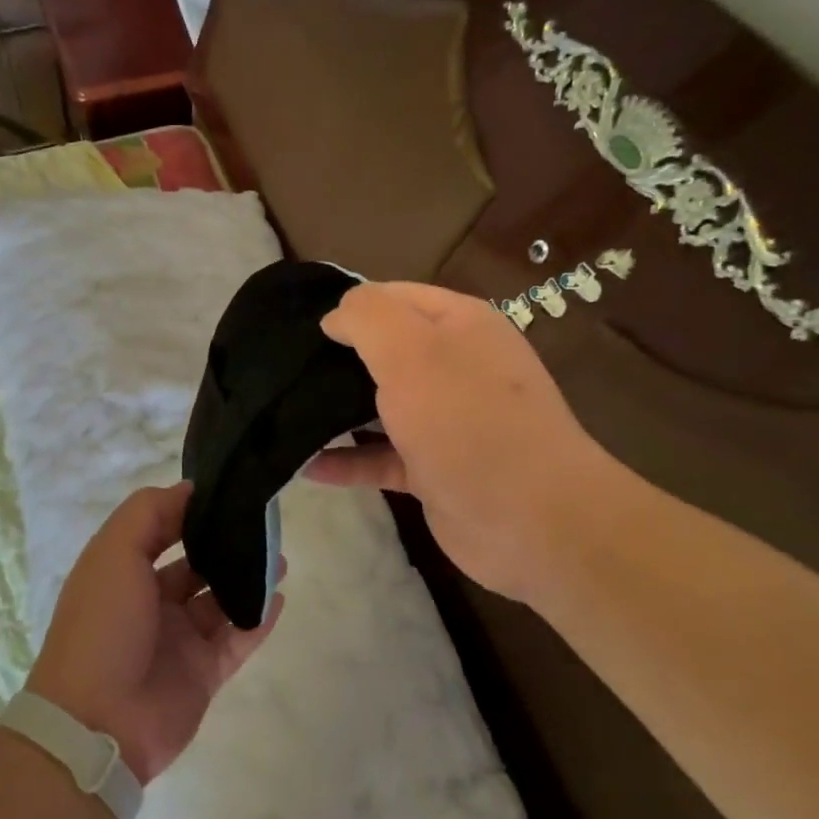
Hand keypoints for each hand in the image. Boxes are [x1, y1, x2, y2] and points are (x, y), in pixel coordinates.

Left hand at [27, 483, 283, 782]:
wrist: (98, 723)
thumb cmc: (103, 625)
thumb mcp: (115, 552)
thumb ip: (149, 513)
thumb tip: (189, 490)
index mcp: (123, 571)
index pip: (161, 529)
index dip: (189, 511)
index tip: (227, 492)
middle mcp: (150, 601)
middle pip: (194, 565)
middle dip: (224, 545)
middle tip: (263, 525)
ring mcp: (178, 639)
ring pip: (220, 600)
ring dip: (247, 579)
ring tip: (281, 558)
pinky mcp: (202, 674)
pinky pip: (236, 640)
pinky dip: (257, 620)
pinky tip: (279, 598)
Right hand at [304, 281, 627, 604]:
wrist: (533, 522)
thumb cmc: (467, 421)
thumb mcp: (411, 350)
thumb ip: (368, 317)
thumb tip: (336, 316)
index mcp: (459, 325)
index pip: (393, 297)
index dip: (349, 306)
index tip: (300, 326)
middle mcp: (455, 366)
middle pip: (385, 351)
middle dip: (337, 357)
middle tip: (284, 368)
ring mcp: (446, 421)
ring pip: (380, 405)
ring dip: (336, 409)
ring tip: (285, 410)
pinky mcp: (434, 470)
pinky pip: (380, 456)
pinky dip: (347, 459)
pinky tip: (307, 465)